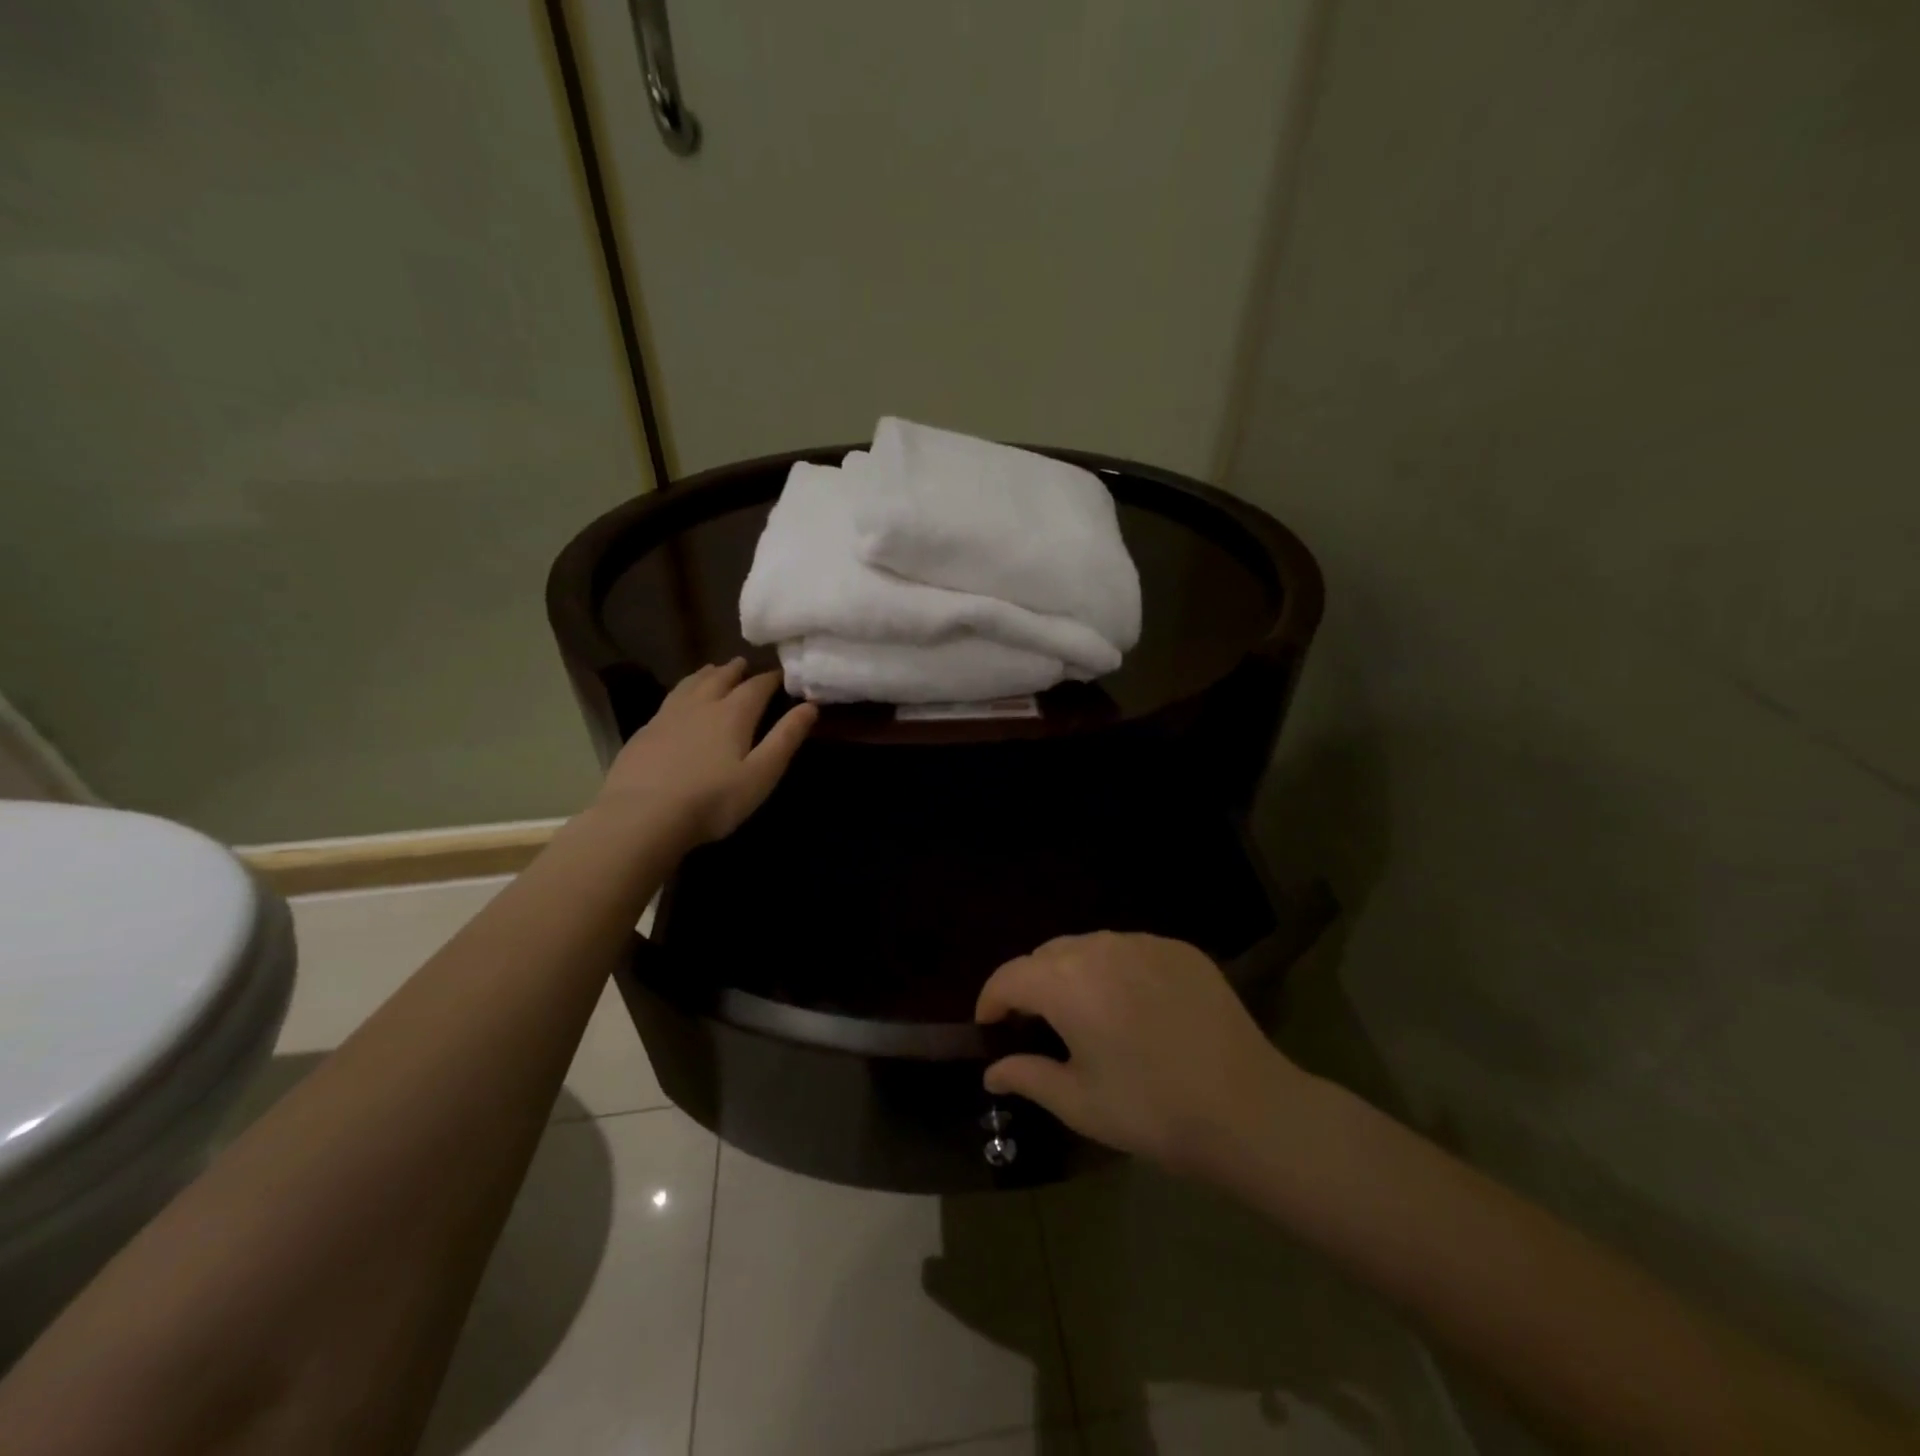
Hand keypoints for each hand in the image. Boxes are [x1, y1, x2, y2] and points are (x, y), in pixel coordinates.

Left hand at [598, 659, 816, 845]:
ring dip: (706, 675)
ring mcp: (668, 716)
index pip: (757, 686)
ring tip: (713, 670)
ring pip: (691, 684)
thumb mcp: (761, 774)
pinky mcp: (645, 732)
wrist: (643, 816)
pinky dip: (682, 692)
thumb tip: (810, 706)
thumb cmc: (713, 799)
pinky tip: (679, 702)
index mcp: (733, 713)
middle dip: (735, 670)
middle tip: (744, 663)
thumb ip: (785, 738)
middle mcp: (701, 705)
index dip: (771, 678)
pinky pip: (669, 700)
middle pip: (720, 678)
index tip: (781, 674)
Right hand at [976, 932, 1305, 1178]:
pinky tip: (1134, 1007)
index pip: (1009, 976)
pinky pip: (1130, 950)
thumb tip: (992, 1070)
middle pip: (1047, 955)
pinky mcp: (1179, 949)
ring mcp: (1144, 943)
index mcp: (1066, 983)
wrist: (1247, 1109)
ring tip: (1085, 1013)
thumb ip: (1027, 1076)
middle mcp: (1100, 948)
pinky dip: (1116, 970)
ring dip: (1073, 973)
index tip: (990, 1027)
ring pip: (1089, 946)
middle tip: (1037, 1026)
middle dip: (1031, 984)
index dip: (991, 1000)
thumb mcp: (1079, 1103)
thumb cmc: (1151, 1111)